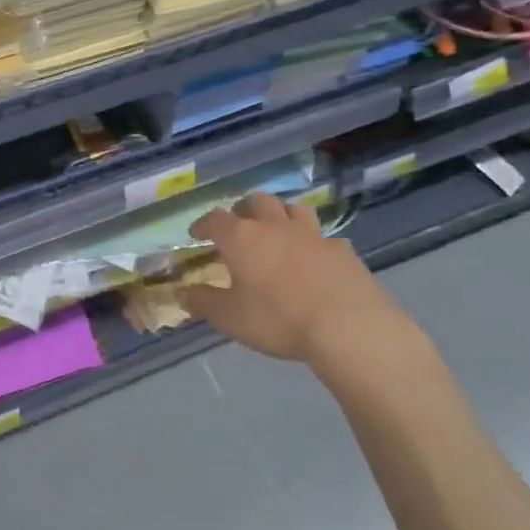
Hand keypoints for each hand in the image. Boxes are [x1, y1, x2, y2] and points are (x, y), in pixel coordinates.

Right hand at [179, 193, 422, 370]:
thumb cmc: (278, 319)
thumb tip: (182, 292)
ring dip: (282, 215)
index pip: (215, 219)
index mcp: (242, 238)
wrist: (348, 327)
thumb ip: (203, 302)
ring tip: (277, 231)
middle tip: (239, 224)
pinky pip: (325, 237)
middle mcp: (275, 227)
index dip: (203, 224)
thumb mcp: (229, 318)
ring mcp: (313, 235)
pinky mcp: (343, 251)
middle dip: (244, 209)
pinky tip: (316, 259)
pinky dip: (315, 243)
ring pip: (294, 209)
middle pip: (257, 202)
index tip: (197, 234)